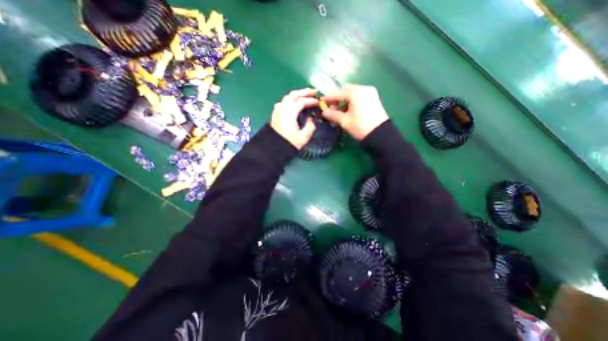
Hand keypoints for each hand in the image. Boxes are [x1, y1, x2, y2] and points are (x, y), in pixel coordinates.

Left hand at [270, 89, 317, 148]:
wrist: (273, 148)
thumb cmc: (289, 143)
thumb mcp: (303, 137)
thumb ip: (310, 126)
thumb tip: (312, 118)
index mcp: (290, 112)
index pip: (302, 101)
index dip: (312, 100)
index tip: (319, 102)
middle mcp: (283, 108)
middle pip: (294, 94)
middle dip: (305, 92)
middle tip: (314, 92)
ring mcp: (278, 110)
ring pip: (288, 97)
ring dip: (298, 94)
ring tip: (306, 96)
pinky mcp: (276, 113)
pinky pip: (284, 102)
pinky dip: (291, 99)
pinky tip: (294, 103)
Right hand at [321, 84, 385, 138]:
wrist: (380, 135)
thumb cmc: (360, 127)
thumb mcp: (344, 121)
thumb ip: (332, 114)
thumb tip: (324, 112)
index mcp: (355, 92)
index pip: (337, 93)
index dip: (328, 98)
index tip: (321, 103)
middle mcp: (363, 88)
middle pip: (345, 90)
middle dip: (337, 98)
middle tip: (331, 108)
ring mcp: (370, 93)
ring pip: (353, 93)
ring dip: (344, 100)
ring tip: (339, 111)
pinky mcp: (374, 98)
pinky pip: (359, 96)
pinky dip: (352, 101)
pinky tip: (349, 110)